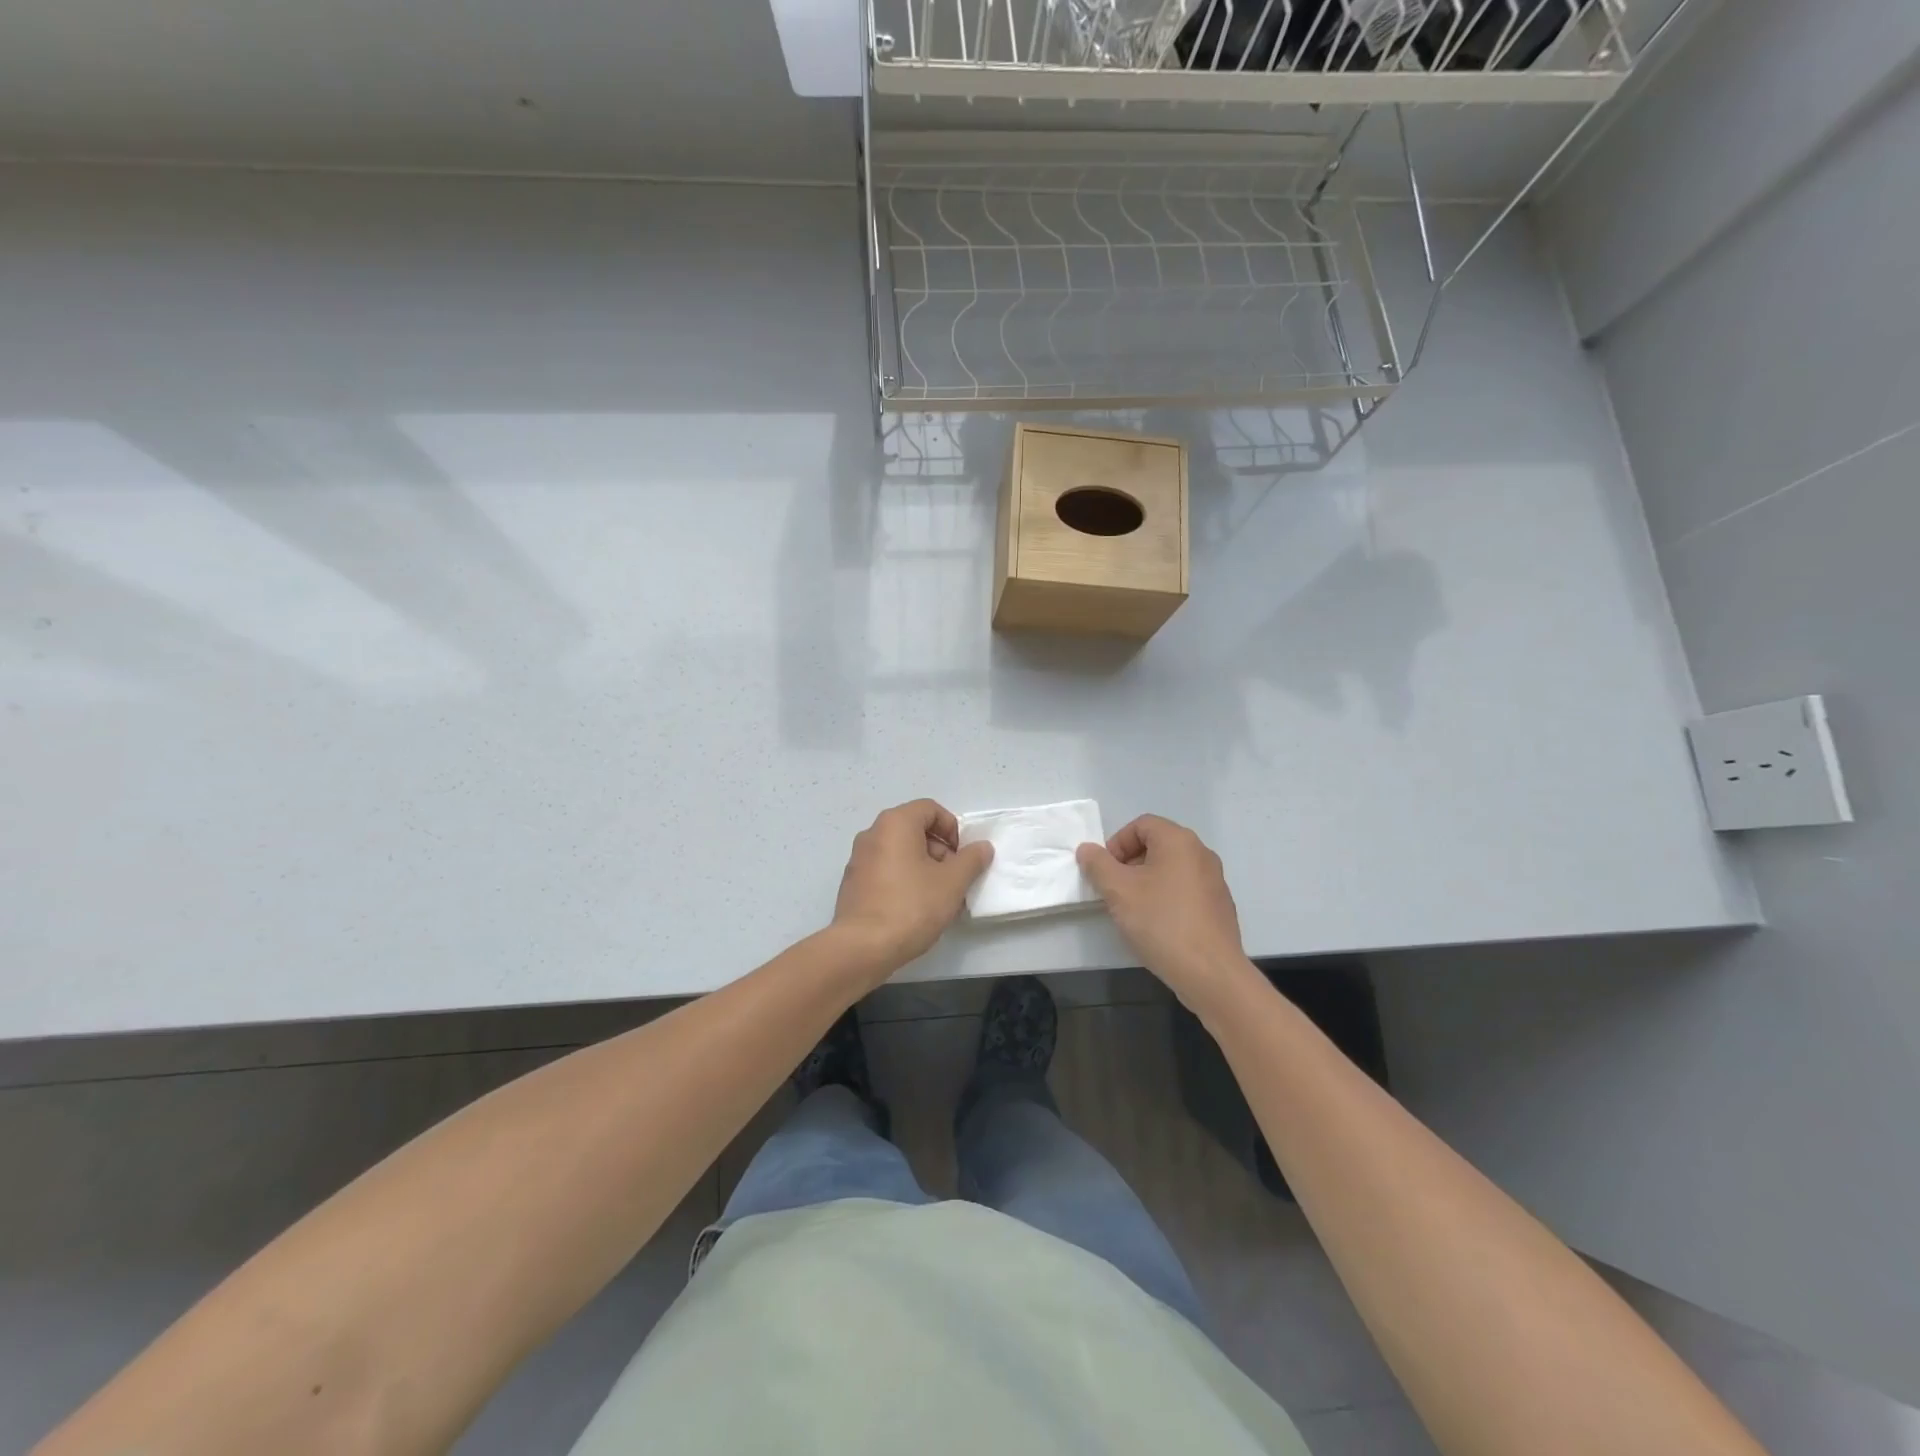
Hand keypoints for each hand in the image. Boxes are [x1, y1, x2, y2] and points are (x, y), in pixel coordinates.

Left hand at [832, 799, 993, 974]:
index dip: (952, 828)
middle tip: (954, 879)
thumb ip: (971, 860)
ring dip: (924, 867)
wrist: (863, 947)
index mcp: (895, 823)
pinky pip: (885, 870)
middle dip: (939, 850)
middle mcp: (872, 834)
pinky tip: (915, 908)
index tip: (961, 856)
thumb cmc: (912, 906)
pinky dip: (904, 879)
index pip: (930, 809)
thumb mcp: (952, 882)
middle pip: (914, 829)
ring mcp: (858, 859)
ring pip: (900, 852)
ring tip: (938, 898)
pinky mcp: (853, 883)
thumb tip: (982, 847)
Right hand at [1076, 815, 1251, 1008]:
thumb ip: (1098, 864)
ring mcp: (1214, 881)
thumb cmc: (1160, 922)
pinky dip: (1166, 898)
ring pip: (1170, 869)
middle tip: (1114, 891)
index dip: (1117, 843)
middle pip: (1156, 845)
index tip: (1105, 872)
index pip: (1141, 825)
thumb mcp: (1118, 891)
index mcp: (1179, 841)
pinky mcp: (1219, 906)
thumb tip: (1087, 849)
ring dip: (1146, 882)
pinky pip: (1185, 890)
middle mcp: (1201, 853)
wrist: (1210, 972)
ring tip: (1132, 911)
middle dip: (1129, 864)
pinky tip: (1157, 926)